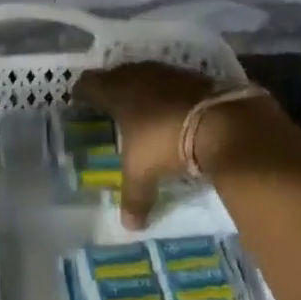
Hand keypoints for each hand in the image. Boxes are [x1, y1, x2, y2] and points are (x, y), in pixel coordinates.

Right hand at [74, 61, 300, 227]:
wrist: (221, 123)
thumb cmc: (165, 142)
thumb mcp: (143, 173)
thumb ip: (134, 196)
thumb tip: (129, 226)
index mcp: (117, 93)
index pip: (90, 84)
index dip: (83, 91)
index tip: (79, 98)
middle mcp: (139, 76)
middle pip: (118, 74)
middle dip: (112, 86)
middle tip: (109, 101)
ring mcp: (169, 73)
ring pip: (147, 75)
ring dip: (143, 86)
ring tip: (142, 104)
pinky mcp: (196, 76)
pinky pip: (174, 81)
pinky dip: (170, 92)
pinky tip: (175, 107)